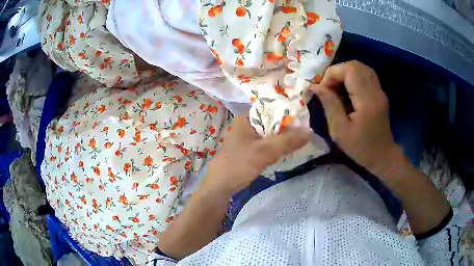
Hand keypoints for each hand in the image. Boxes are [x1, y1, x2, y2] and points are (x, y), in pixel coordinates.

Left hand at [201, 113, 311, 195]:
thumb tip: (310, 130)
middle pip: (272, 121)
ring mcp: (248, 137)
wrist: (220, 185)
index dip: (288, 112)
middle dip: (287, 127)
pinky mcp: (250, 148)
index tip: (304, 118)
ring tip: (299, 139)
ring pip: (271, 133)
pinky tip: (287, 149)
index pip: (271, 107)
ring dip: (283, 137)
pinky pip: (267, 142)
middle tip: (304, 131)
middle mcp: (247, 123)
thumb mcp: (265, 151)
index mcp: (246, 117)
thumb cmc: (239, 164)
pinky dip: (277, 145)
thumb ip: (288, 141)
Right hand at [311, 61, 398, 173]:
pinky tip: (346, 89)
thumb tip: (315, 86)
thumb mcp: (340, 131)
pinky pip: (365, 75)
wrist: (382, 156)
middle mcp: (376, 91)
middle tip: (328, 87)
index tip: (323, 89)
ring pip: (361, 68)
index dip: (332, 73)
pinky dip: (352, 76)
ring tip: (336, 87)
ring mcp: (380, 91)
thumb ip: (329, 105)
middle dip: (337, 71)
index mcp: (367, 101)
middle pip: (355, 65)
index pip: (350, 70)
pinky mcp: (379, 93)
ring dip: (345, 73)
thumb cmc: (360, 148)